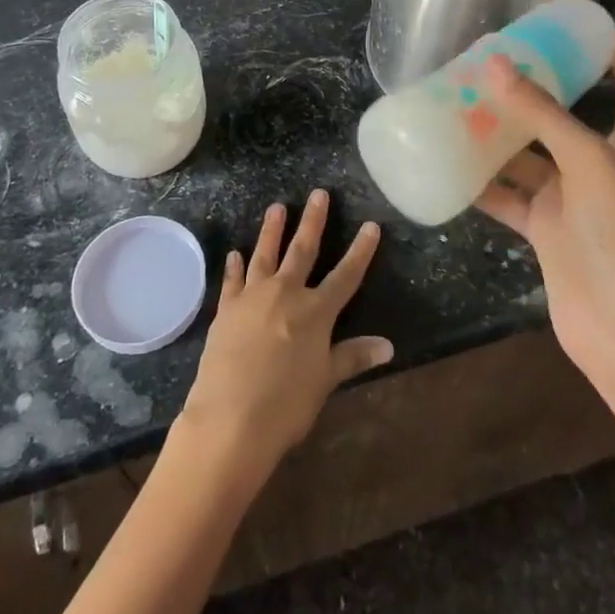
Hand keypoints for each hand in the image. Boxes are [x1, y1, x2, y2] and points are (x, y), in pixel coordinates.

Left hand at [179, 189, 392, 475]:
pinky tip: (234, 254)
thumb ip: (353, 356)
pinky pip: (232, 280)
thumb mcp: (325, 381)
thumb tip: (388, 346)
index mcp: (316, 311)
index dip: (361, 250)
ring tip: (277, 207)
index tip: (371, 225)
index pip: (346, 274)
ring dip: (272, 230)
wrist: (230, 419)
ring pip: (265, 254)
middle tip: (318, 194)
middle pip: (303, 250)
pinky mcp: (226, 309)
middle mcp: (286, 293)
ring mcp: (253, 297)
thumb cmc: (286, 405)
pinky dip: (234, 266)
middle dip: (314, 221)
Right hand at [474, 34, 614, 401]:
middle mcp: (603, 163)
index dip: (612, 48)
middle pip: (567, 113)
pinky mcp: (547, 229)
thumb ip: (541, 113)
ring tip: (459, 101)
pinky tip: (450, 161)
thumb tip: (496, 64)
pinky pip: (509, 195)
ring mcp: (573, 198)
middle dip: (535, 88)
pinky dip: (483, 181)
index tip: (578, 21)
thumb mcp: (588, 160)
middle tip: (494, 59)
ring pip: (530, 154)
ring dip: (499, 133)